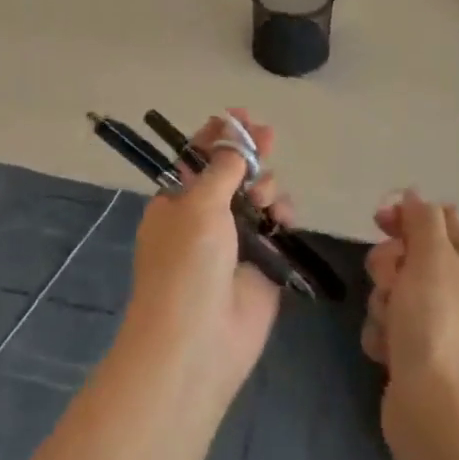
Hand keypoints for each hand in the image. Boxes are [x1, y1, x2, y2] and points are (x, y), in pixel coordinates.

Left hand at [119, 112, 295, 406]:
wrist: (197, 343)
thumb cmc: (186, 265)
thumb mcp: (198, 205)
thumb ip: (222, 168)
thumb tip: (234, 140)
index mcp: (176, 202)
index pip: (197, 158)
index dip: (218, 135)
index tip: (240, 116)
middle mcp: (204, 218)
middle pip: (232, 173)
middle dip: (249, 154)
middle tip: (268, 136)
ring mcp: (234, 241)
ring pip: (258, 196)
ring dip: (266, 186)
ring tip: (264, 199)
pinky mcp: (262, 263)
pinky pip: (276, 226)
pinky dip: (281, 215)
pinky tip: (282, 218)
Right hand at [362, 192, 458, 428]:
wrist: (435, 406)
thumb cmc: (436, 320)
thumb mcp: (433, 255)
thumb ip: (422, 219)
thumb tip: (415, 196)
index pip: (438, 220)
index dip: (407, 218)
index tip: (380, 222)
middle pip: (409, 255)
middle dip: (390, 266)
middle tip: (392, 283)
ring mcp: (438, 325)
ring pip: (393, 291)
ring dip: (383, 303)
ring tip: (392, 326)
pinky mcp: (416, 354)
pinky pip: (387, 326)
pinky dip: (383, 335)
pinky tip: (388, 352)